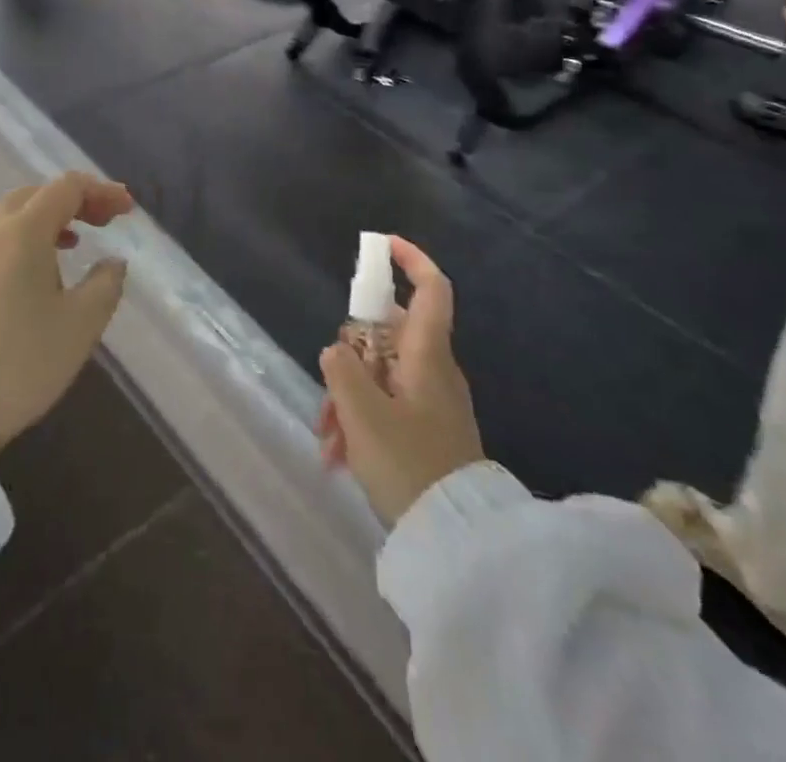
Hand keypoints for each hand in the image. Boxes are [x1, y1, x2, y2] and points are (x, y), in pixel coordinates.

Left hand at [0, 172, 132, 459]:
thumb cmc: (19, 363)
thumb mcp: (80, 326)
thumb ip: (106, 284)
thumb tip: (112, 262)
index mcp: (21, 232)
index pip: (66, 188)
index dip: (102, 192)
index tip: (128, 210)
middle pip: (35, 194)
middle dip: (74, 200)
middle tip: (104, 222)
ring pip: (10, 214)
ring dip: (46, 218)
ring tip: (73, 242)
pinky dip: (23, 237)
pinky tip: (35, 272)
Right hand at [317, 238, 484, 526]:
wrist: (457, 540)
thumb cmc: (410, 465)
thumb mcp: (363, 415)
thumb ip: (343, 371)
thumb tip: (337, 350)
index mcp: (427, 355)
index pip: (432, 289)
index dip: (412, 259)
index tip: (382, 246)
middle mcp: (433, 370)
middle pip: (388, 336)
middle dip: (350, 357)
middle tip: (328, 394)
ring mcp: (431, 401)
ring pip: (380, 376)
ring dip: (348, 398)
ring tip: (328, 439)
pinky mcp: (427, 430)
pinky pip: (387, 406)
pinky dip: (361, 421)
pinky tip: (339, 457)